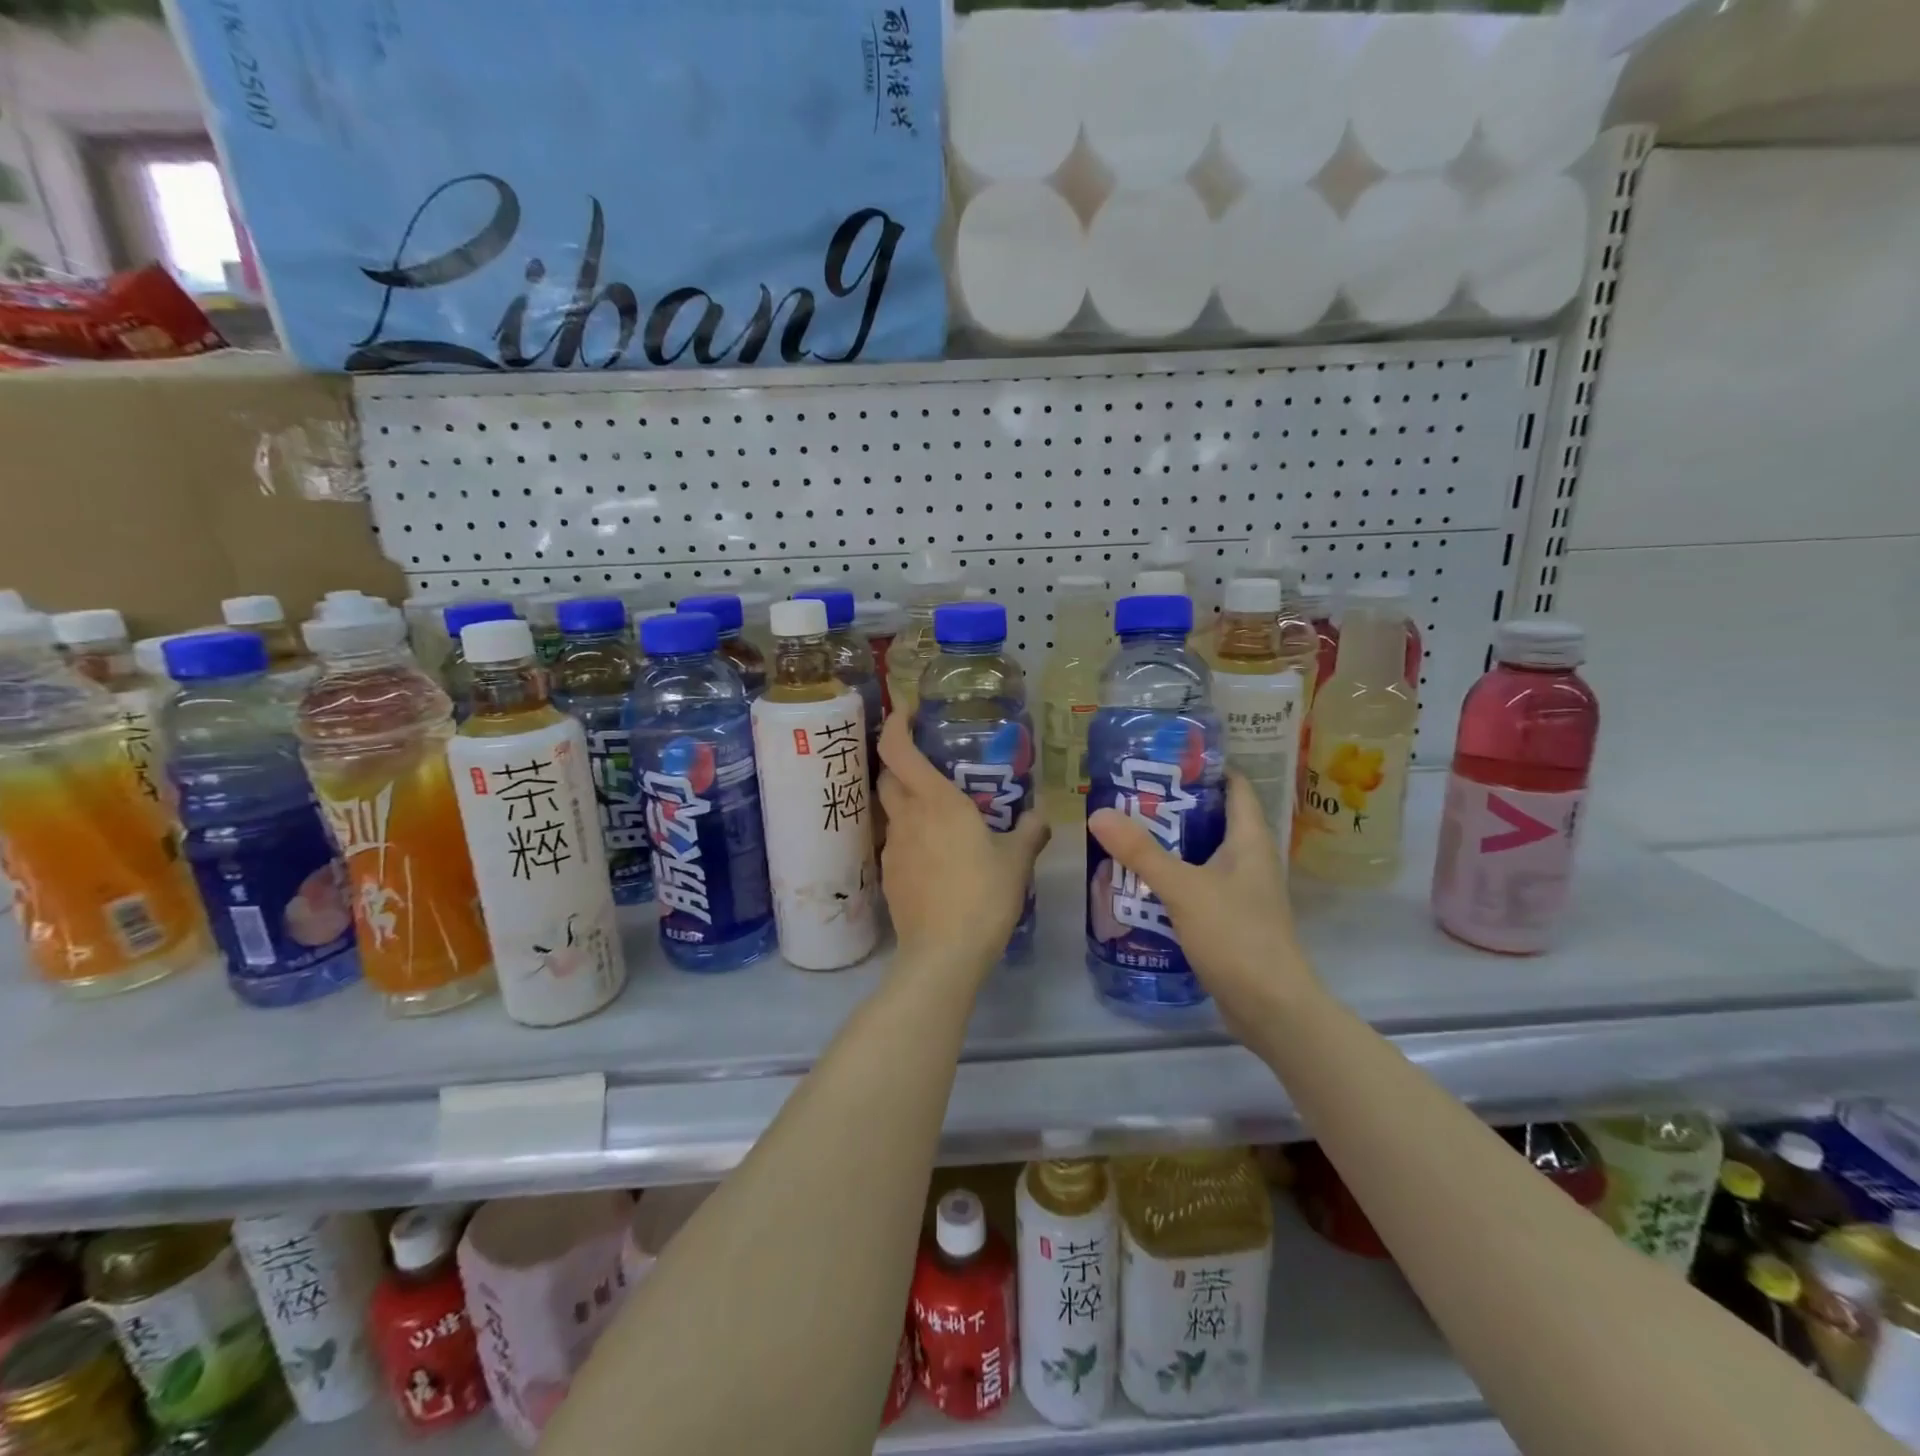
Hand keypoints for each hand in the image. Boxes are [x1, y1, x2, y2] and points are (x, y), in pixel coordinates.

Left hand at [877, 712, 1049, 978]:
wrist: (943, 953)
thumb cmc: (983, 896)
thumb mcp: (1016, 861)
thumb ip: (1029, 832)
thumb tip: (1040, 817)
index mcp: (935, 802)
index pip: (897, 749)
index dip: (896, 723)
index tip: (907, 711)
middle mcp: (907, 817)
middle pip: (886, 776)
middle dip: (900, 761)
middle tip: (928, 762)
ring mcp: (893, 848)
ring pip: (891, 810)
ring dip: (906, 801)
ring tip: (937, 812)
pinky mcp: (889, 876)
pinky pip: (896, 842)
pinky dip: (910, 836)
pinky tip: (935, 855)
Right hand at [1088, 772, 1318, 1036]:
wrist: (1271, 1009)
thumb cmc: (1236, 936)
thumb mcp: (1183, 888)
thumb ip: (1141, 852)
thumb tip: (1099, 813)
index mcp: (1250, 841)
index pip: (1236, 787)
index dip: (1208, 768)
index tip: (1168, 758)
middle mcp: (1249, 861)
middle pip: (1213, 820)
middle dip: (1175, 807)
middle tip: (1131, 796)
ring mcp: (1241, 893)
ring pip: (1202, 856)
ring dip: (1170, 846)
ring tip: (1127, 834)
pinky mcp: (1229, 921)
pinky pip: (1197, 888)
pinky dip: (1172, 880)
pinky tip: (1140, 884)